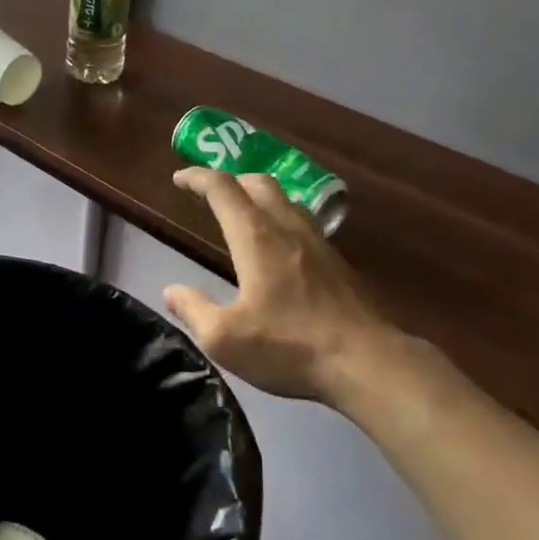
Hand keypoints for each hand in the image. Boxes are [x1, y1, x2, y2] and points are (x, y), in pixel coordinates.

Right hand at [163, 167, 416, 407]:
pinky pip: (303, 221)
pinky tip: (279, 246)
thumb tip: (171, 291)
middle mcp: (286, 227)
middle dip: (230, 180)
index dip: (198, 177)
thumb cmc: (289, 346)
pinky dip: (280, 217)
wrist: (367, 362)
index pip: (222, 189)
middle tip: (210, 193)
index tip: (179, 178)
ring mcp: (317, 241)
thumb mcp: (225, 338)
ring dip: (258, 196)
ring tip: (243, 213)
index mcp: (255, 237)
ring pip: (285, 199)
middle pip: (258, 182)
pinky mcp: (337, 261)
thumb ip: (193, 310)